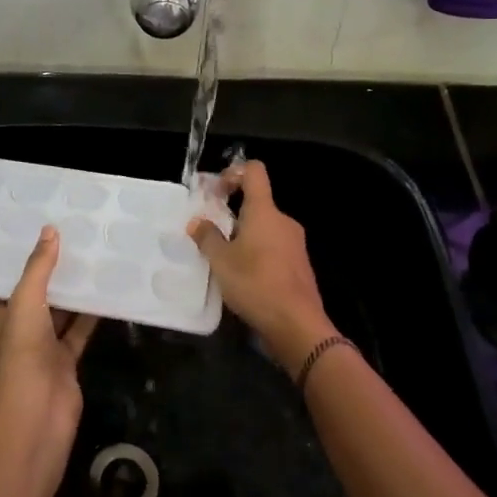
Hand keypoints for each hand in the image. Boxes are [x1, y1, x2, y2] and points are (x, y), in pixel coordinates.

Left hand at [0, 227, 97, 462]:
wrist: (38, 415)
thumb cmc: (20, 354)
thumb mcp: (25, 302)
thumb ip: (38, 267)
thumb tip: (50, 230)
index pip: (1, 278)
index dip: (16, 255)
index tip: (34, 226)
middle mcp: (14, 327)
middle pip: (33, 291)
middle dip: (49, 268)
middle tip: (70, 232)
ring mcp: (40, 345)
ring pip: (58, 309)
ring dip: (72, 288)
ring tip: (91, 252)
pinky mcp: (64, 358)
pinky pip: (78, 328)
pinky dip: (91, 312)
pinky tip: (107, 287)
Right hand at [187, 160, 333, 375]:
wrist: (297, 325)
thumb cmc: (256, 284)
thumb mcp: (221, 262)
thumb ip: (207, 238)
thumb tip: (197, 222)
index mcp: (264, 211)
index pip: (254, 171)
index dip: (233, 172)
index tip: (216, 192)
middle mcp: (283, 220)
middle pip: (257, 203)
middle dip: (232, 214)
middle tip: (211, 235)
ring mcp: (295, 243)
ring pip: (265, 228)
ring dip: (244, 237)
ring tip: (224, 261)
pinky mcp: (299, 265)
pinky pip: (274, 248)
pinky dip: (258, 254)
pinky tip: (244, 278)